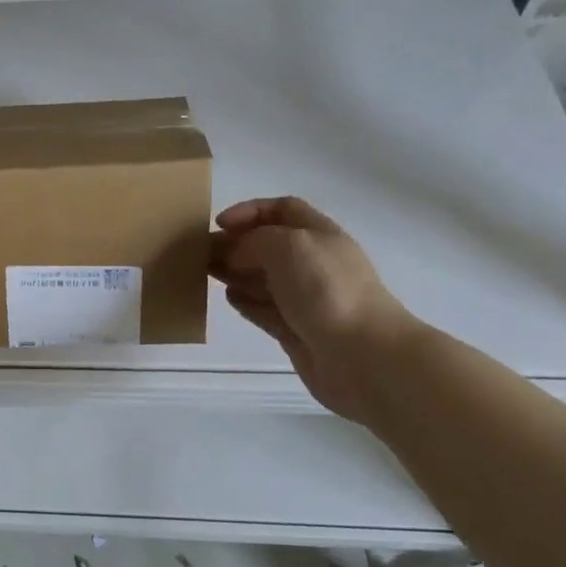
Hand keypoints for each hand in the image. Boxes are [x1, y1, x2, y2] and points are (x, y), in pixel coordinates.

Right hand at [209, 196, 418, 421]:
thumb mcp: (287, 246)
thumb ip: (254, 241)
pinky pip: (265, 310)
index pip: (282, 210)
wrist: (364, 356)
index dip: (250, 210)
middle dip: (235, 244)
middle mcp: (313, 264)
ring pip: (263, 278)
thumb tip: (236, 255)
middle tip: (201, 251)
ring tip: (206, 272)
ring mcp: (306, 299)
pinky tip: (227, 297)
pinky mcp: (297, 330)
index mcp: (319, 235)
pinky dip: (245, 301)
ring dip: (235, 272)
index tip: (219, 223)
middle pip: (268, 245)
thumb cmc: (327, 290)